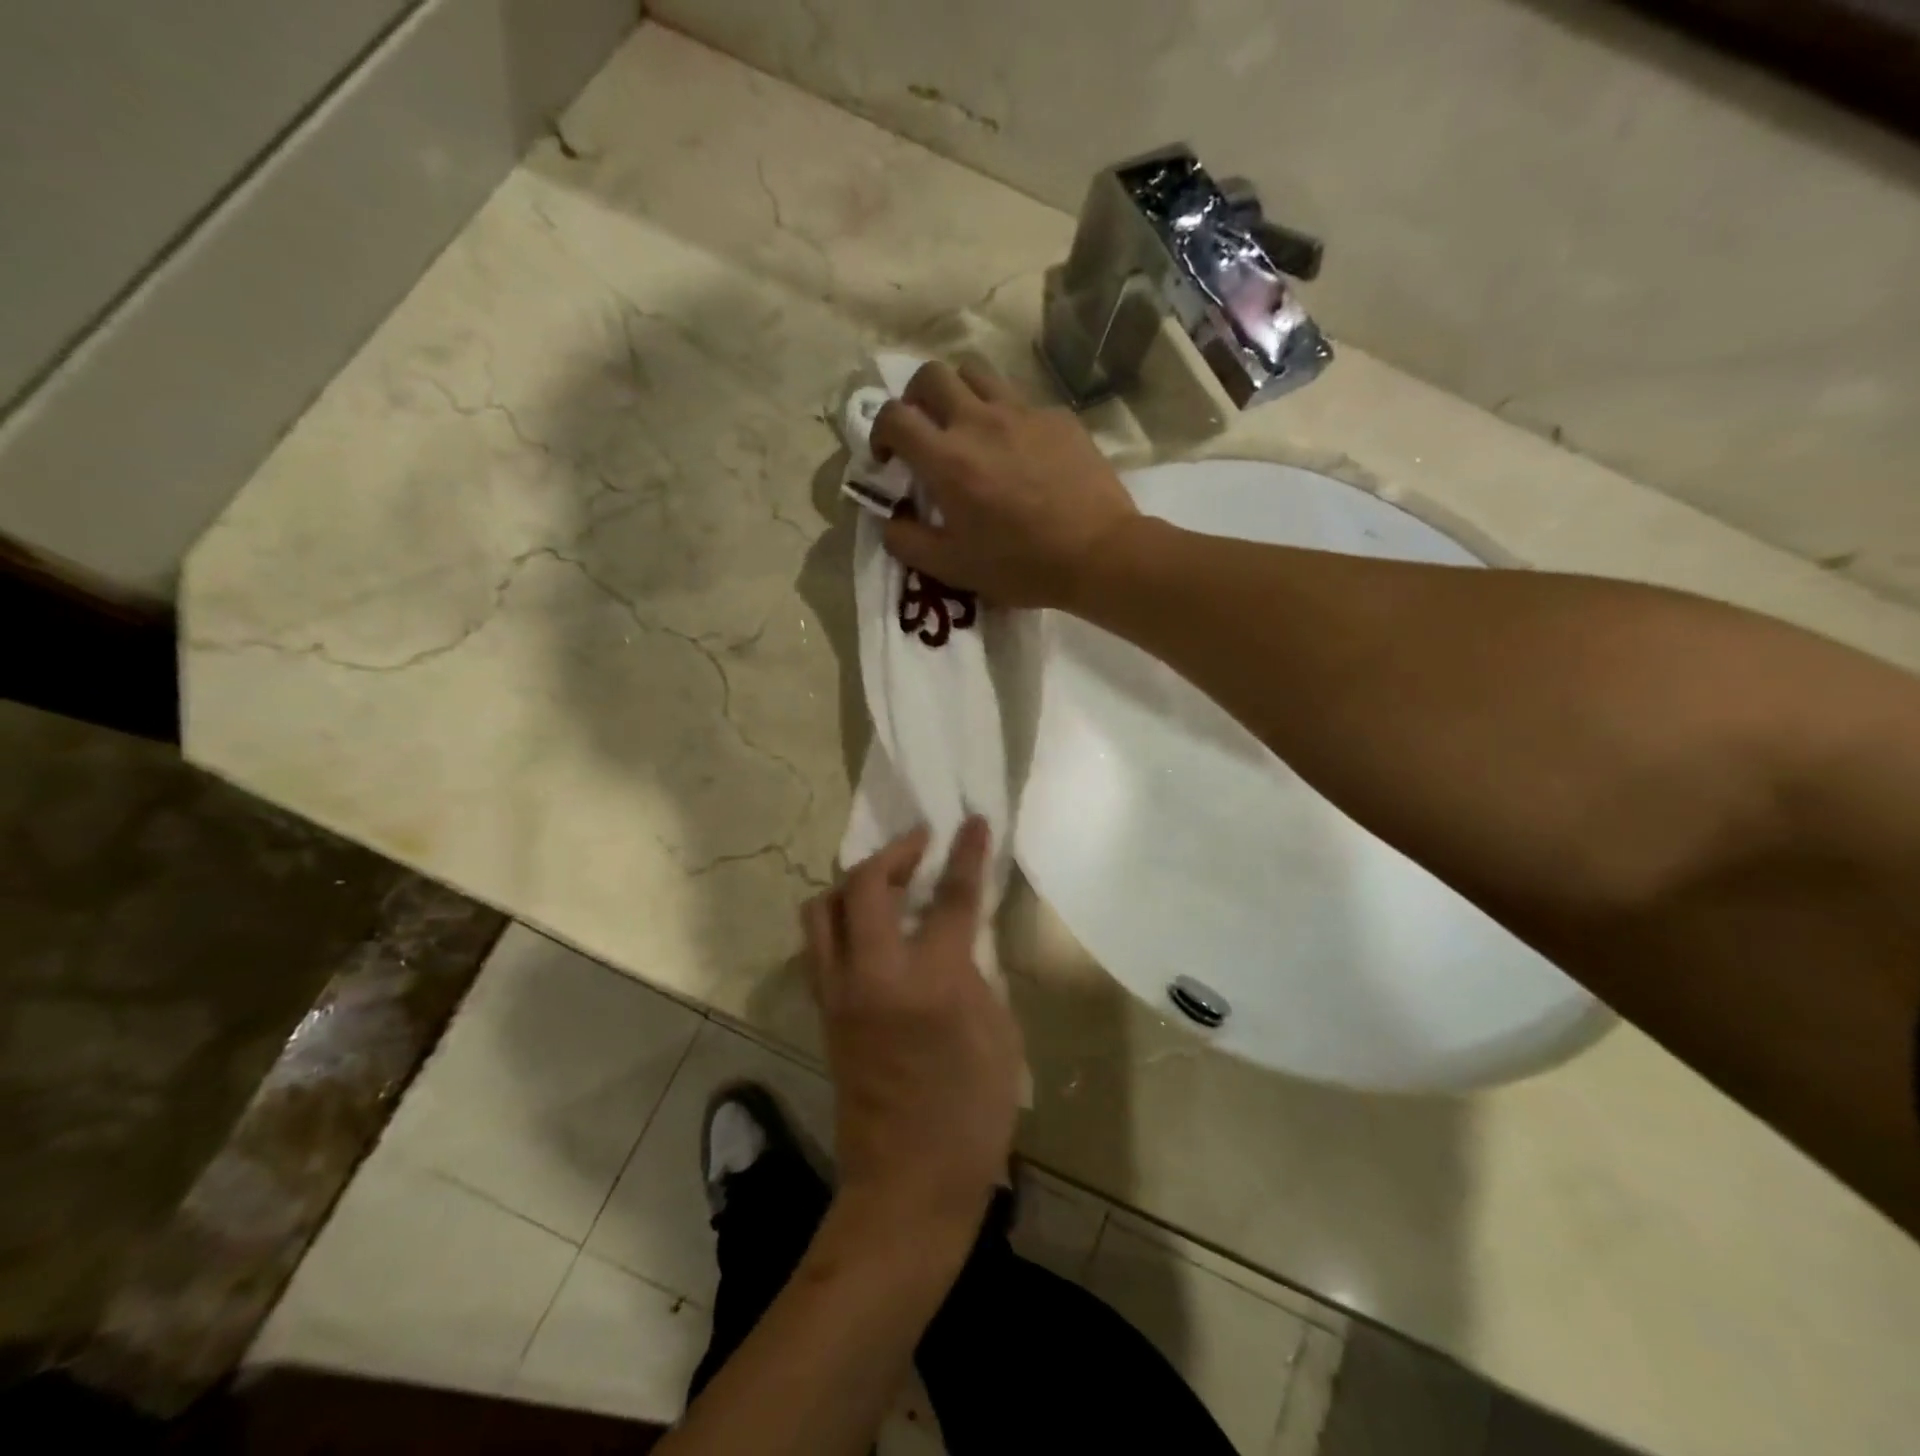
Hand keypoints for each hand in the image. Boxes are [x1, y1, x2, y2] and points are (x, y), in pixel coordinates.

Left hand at [802, 819, 1023, 1228]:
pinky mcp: (824, 1013)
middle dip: (894, 852)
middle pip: (864, 885)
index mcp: (932, 981)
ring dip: (852, 883)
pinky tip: (869, 930)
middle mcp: (874, 975)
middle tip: (920, 846)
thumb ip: (975, 973)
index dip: (965, 854)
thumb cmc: (971, 1114)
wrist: (907, 1185)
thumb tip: (958, 938)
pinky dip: (840, 920)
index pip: (951, 897)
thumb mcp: (999, 1035)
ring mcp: (840, 993)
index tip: (972, 822)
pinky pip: (819, 945)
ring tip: (885, 884)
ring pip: (821, 909)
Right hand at [871, 359, 1138, 609]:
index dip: (879, 432)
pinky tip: (1018, 451)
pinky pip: (1019, 400)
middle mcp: (979, 421)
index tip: (888, 458)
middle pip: (931, 375)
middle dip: (915, 398)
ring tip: (966, 427)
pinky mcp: (1057, 417)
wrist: (1098, 553)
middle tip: (924, 431)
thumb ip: (907, 542)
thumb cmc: (1020, 565)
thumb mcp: (952, 568)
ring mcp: (1022, 413)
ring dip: (959, 393)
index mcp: (947, 459)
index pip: (893, 416)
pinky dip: (1005, 416)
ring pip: (976, 372)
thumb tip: (890, 519)